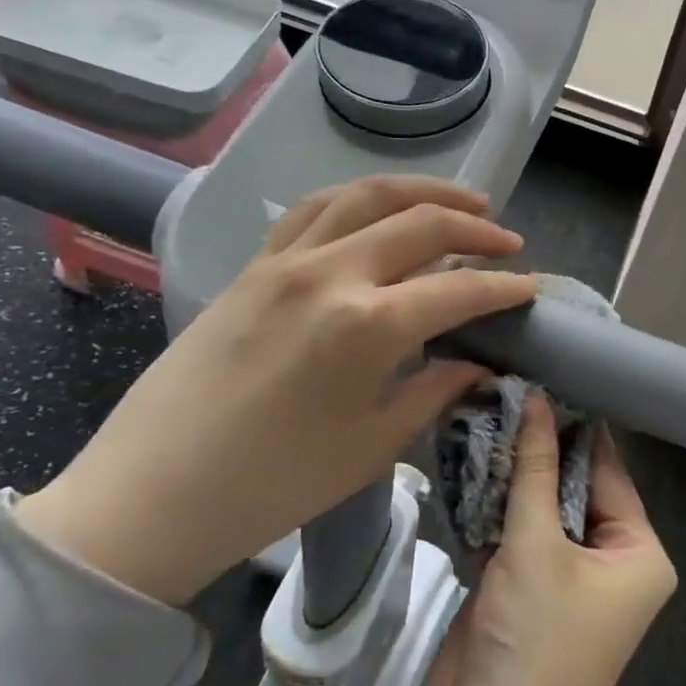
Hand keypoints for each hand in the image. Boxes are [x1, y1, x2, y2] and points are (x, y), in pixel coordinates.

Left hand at [14, 176, 537, 604]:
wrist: (154, 493)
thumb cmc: (275, 484)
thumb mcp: (373, 445)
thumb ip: (433, 390)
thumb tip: (476, 364)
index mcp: (369, 326)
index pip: (458, 290)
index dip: (504, 287)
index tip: (531, 288)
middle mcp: (331, 274)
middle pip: (420, 224)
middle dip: (476, 228)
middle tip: (508, 242)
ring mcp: (285, 261)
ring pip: (366, 196)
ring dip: (422, 192)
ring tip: (460, 201)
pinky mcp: (252, 266)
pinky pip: (313, 209)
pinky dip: (358, 198)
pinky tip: (378, 208)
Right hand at [420, 395, 677, 685]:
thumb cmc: (537, 643)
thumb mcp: (537, 546)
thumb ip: (534, 470)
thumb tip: (537, 400)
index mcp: (636, 550)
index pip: (606, 470)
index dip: (574, 426)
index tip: (542, 375)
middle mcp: (606, 558)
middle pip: (569, 485)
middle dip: (536, 446)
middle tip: (502, 388)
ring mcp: (561, 573)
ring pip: (536, 506)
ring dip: (509, 472)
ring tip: (480, 410)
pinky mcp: (520, 586)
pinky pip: (510, 531)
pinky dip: (490, 504)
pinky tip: (464, 458)